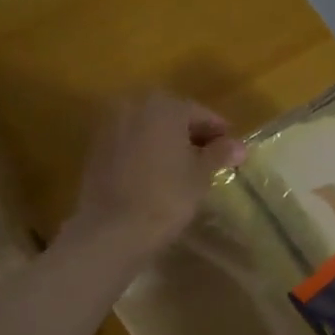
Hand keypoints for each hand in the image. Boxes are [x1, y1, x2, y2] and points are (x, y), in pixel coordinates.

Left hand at [69, 93, 244, 254]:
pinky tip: (157, 173)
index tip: (232, 150)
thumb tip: (239, 146)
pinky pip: (130, 141)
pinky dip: (146, 151)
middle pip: (171, 116)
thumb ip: (220, 154)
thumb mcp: (201, 175)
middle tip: (209, 157)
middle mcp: (134, 106)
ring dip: (167, 141)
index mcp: (164, 106)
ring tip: (184, 167)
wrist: (112, 228)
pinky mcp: (96, 147)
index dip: (219, 132)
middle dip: (191, 134)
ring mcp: (110, 125)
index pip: (200, 113)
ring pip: (148, 127)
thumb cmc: (166, 197)